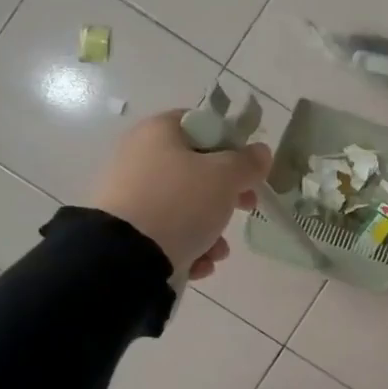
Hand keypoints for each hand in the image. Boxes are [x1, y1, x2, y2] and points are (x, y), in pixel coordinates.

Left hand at [89, 110, 272, 281]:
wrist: (126, 256)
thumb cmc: (180, 203)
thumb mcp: (225, 177)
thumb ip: (248, 162)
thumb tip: (261, 152)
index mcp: (159, 132)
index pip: (202, 124)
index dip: (231, 144)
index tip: (248, 168)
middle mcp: (140, 156)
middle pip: (197, 169)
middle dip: (227, 195)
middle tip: (246, 207)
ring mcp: (130, 194)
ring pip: (185, 205)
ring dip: (211, 228)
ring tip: (218, 251)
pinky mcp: (127, 228)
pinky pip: (168, 230)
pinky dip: (188, 246)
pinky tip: (199, 264)